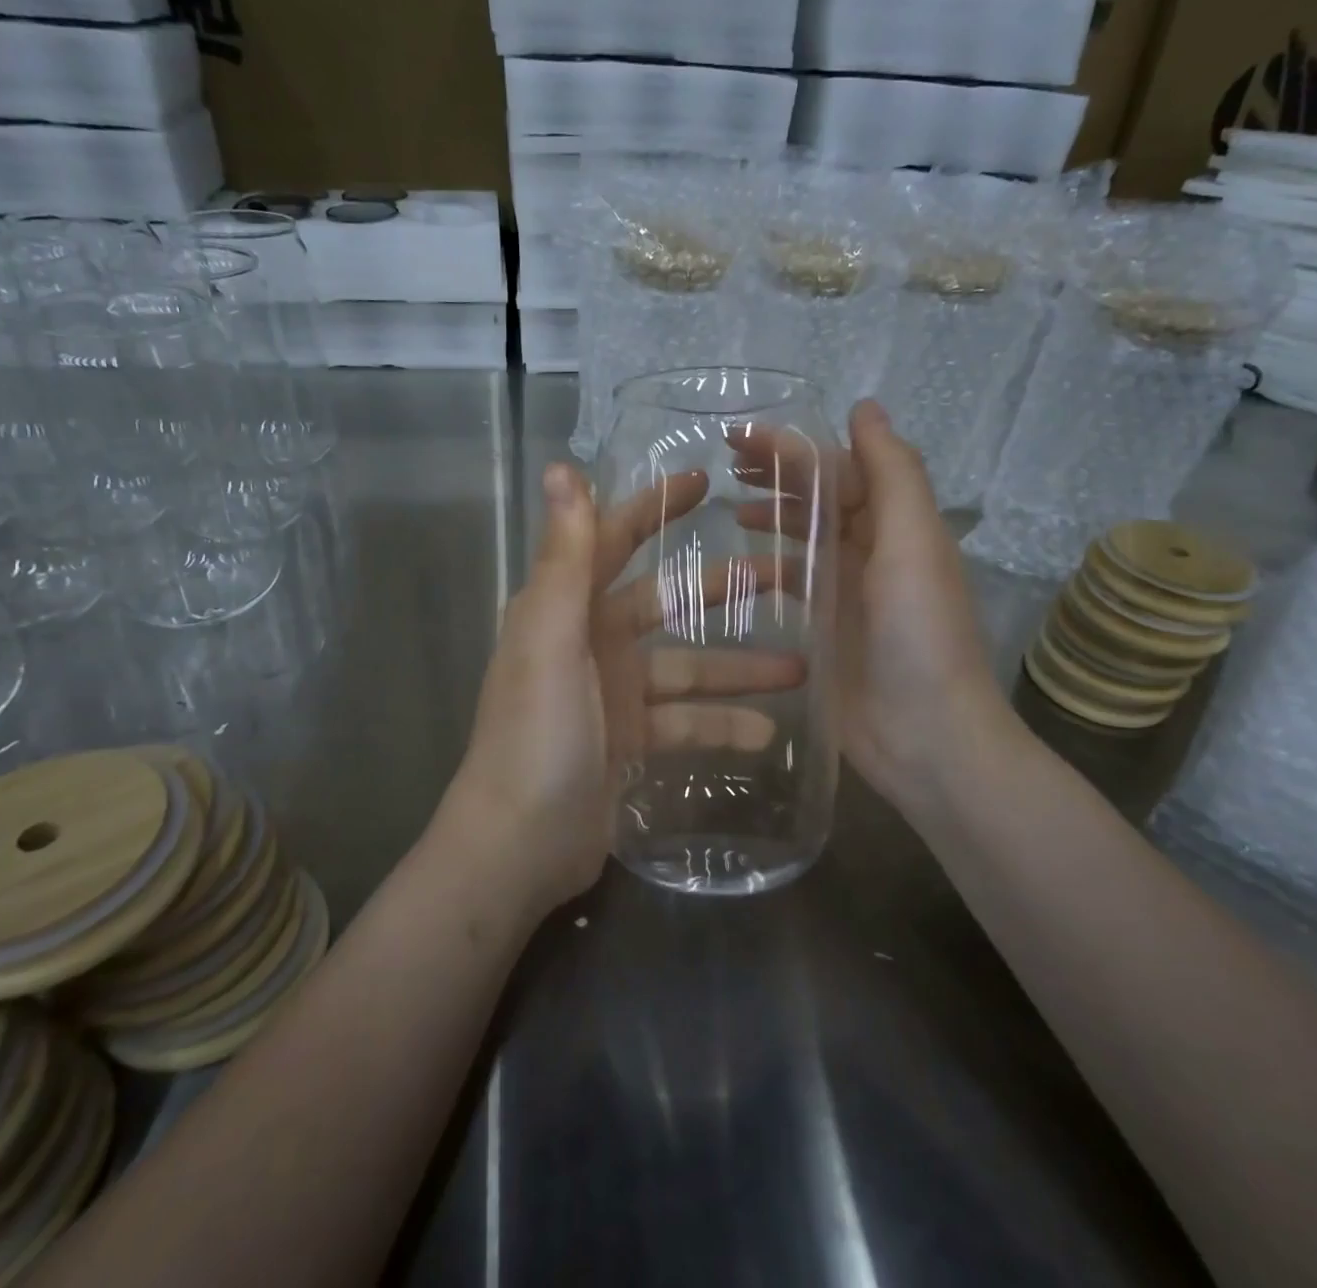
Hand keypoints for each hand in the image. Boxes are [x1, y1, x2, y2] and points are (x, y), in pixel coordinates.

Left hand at [445, 463, 803, 918]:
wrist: (517, 847)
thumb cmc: (535, 735)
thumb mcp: (551, 640)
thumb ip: (562, 558)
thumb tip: (561, 469)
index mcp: (565, 609)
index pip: (612, 540)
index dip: (653, 508)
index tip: (705, 481)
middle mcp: (589, 642)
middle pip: (664, 602)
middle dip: (719, 589)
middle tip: (781, 576)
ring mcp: (613, 695)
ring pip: (686, 668)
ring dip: (737, 669)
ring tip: (800, 669)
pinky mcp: (630, 743)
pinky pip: (685, 723)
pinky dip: (720, 726)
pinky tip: (766, 735)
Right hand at [731, 400, 1019, 816]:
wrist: (927, 737)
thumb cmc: (920, 635)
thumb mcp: (913, 543)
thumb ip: (892, 473)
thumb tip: (865, 406)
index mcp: (894, 523)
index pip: (838, 468)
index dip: (792, 447)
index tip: (737, 437)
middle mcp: (871, 548)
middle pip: (819, 497)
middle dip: (776, 474)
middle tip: (723, 464)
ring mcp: (846, 591)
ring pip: (802, 537)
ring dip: (770, 516)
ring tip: (726, 508)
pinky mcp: (824, 630)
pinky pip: (791, 585)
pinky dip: (765, 568)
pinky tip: (734, 569)